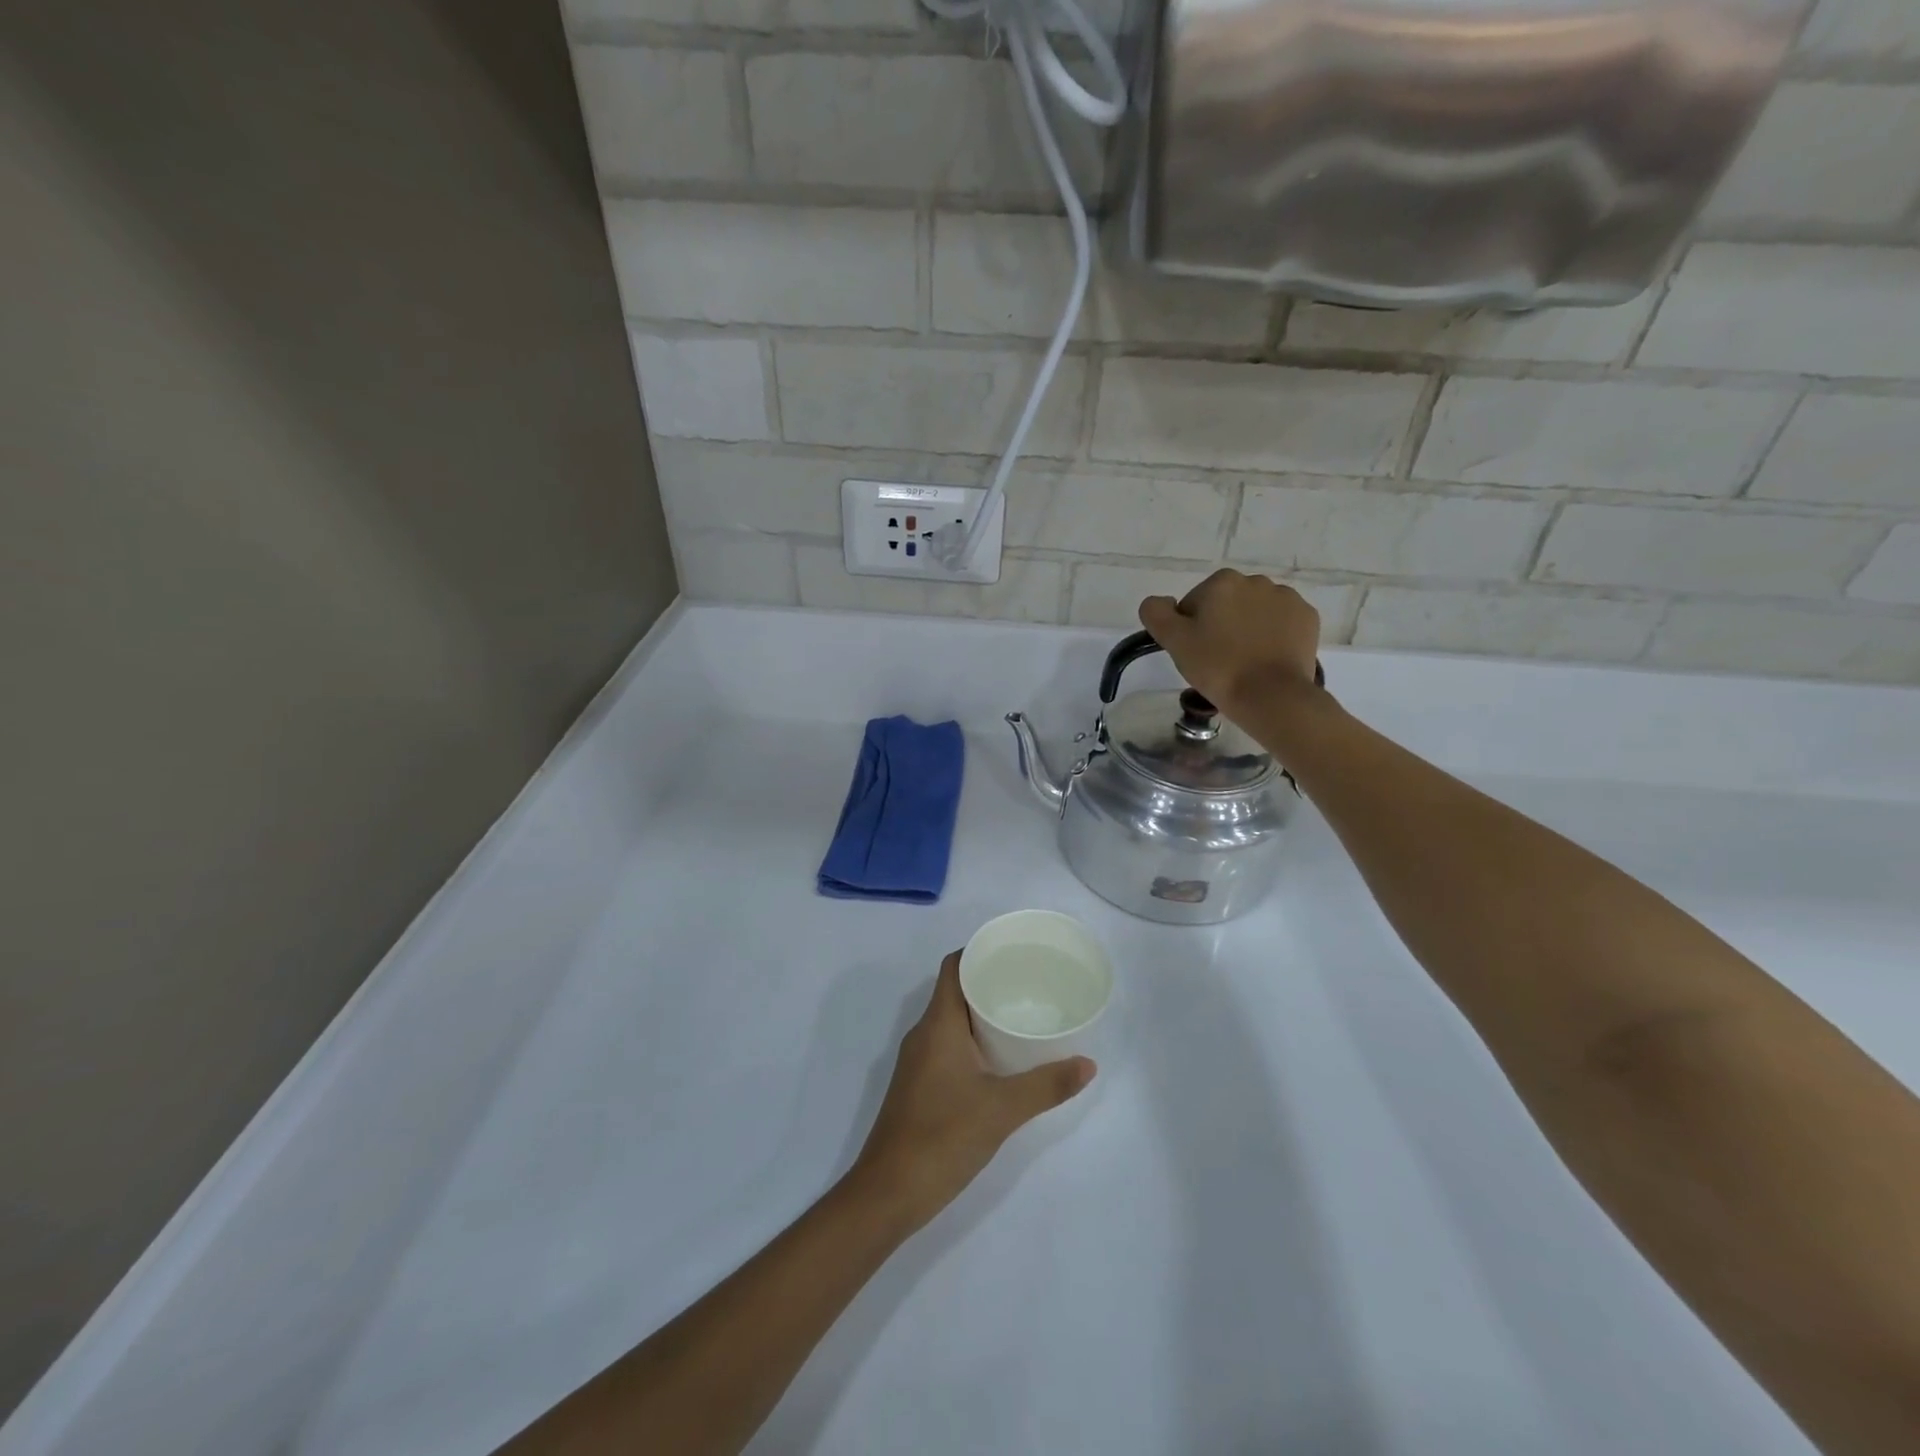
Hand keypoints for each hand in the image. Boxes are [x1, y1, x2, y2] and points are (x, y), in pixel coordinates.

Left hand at [848, 952, 1094, 1234]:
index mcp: (938, 1024)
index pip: (954, 967)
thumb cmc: (943, 1137)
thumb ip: (1047, 1085)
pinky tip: (1000, 1058)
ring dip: (982, 1014)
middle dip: (989, 982)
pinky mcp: (919, 1085)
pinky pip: (948, 1045)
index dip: (979, 951)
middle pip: (955, 991)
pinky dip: (973, 1041)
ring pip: (952, 1021)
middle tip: (1030, 983)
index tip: (1013, 950)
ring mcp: (918, 1061)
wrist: (888, 1192)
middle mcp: (924, 1034)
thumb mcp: (1002, 1110)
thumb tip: (1088, 1064)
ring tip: (1022, 1015)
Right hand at [1138, 568, 1322, 717]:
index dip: (1190, 629)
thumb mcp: (1174, 641)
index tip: (1196, 653)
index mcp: (1222, 582)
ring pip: (1255, 612)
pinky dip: (1273, 635)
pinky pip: (1281, 622)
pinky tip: (1267, 658)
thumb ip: (1156, 613)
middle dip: (1221, 625)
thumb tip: (1159, 602)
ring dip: (1247, 628)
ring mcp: (1286, 598)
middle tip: (1218, 660)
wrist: (1271, 696)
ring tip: (1245, 661)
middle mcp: (1256, 581)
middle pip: (1226, 604)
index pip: (1193, 604)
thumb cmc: (1218, 667)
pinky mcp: (1307, 618)